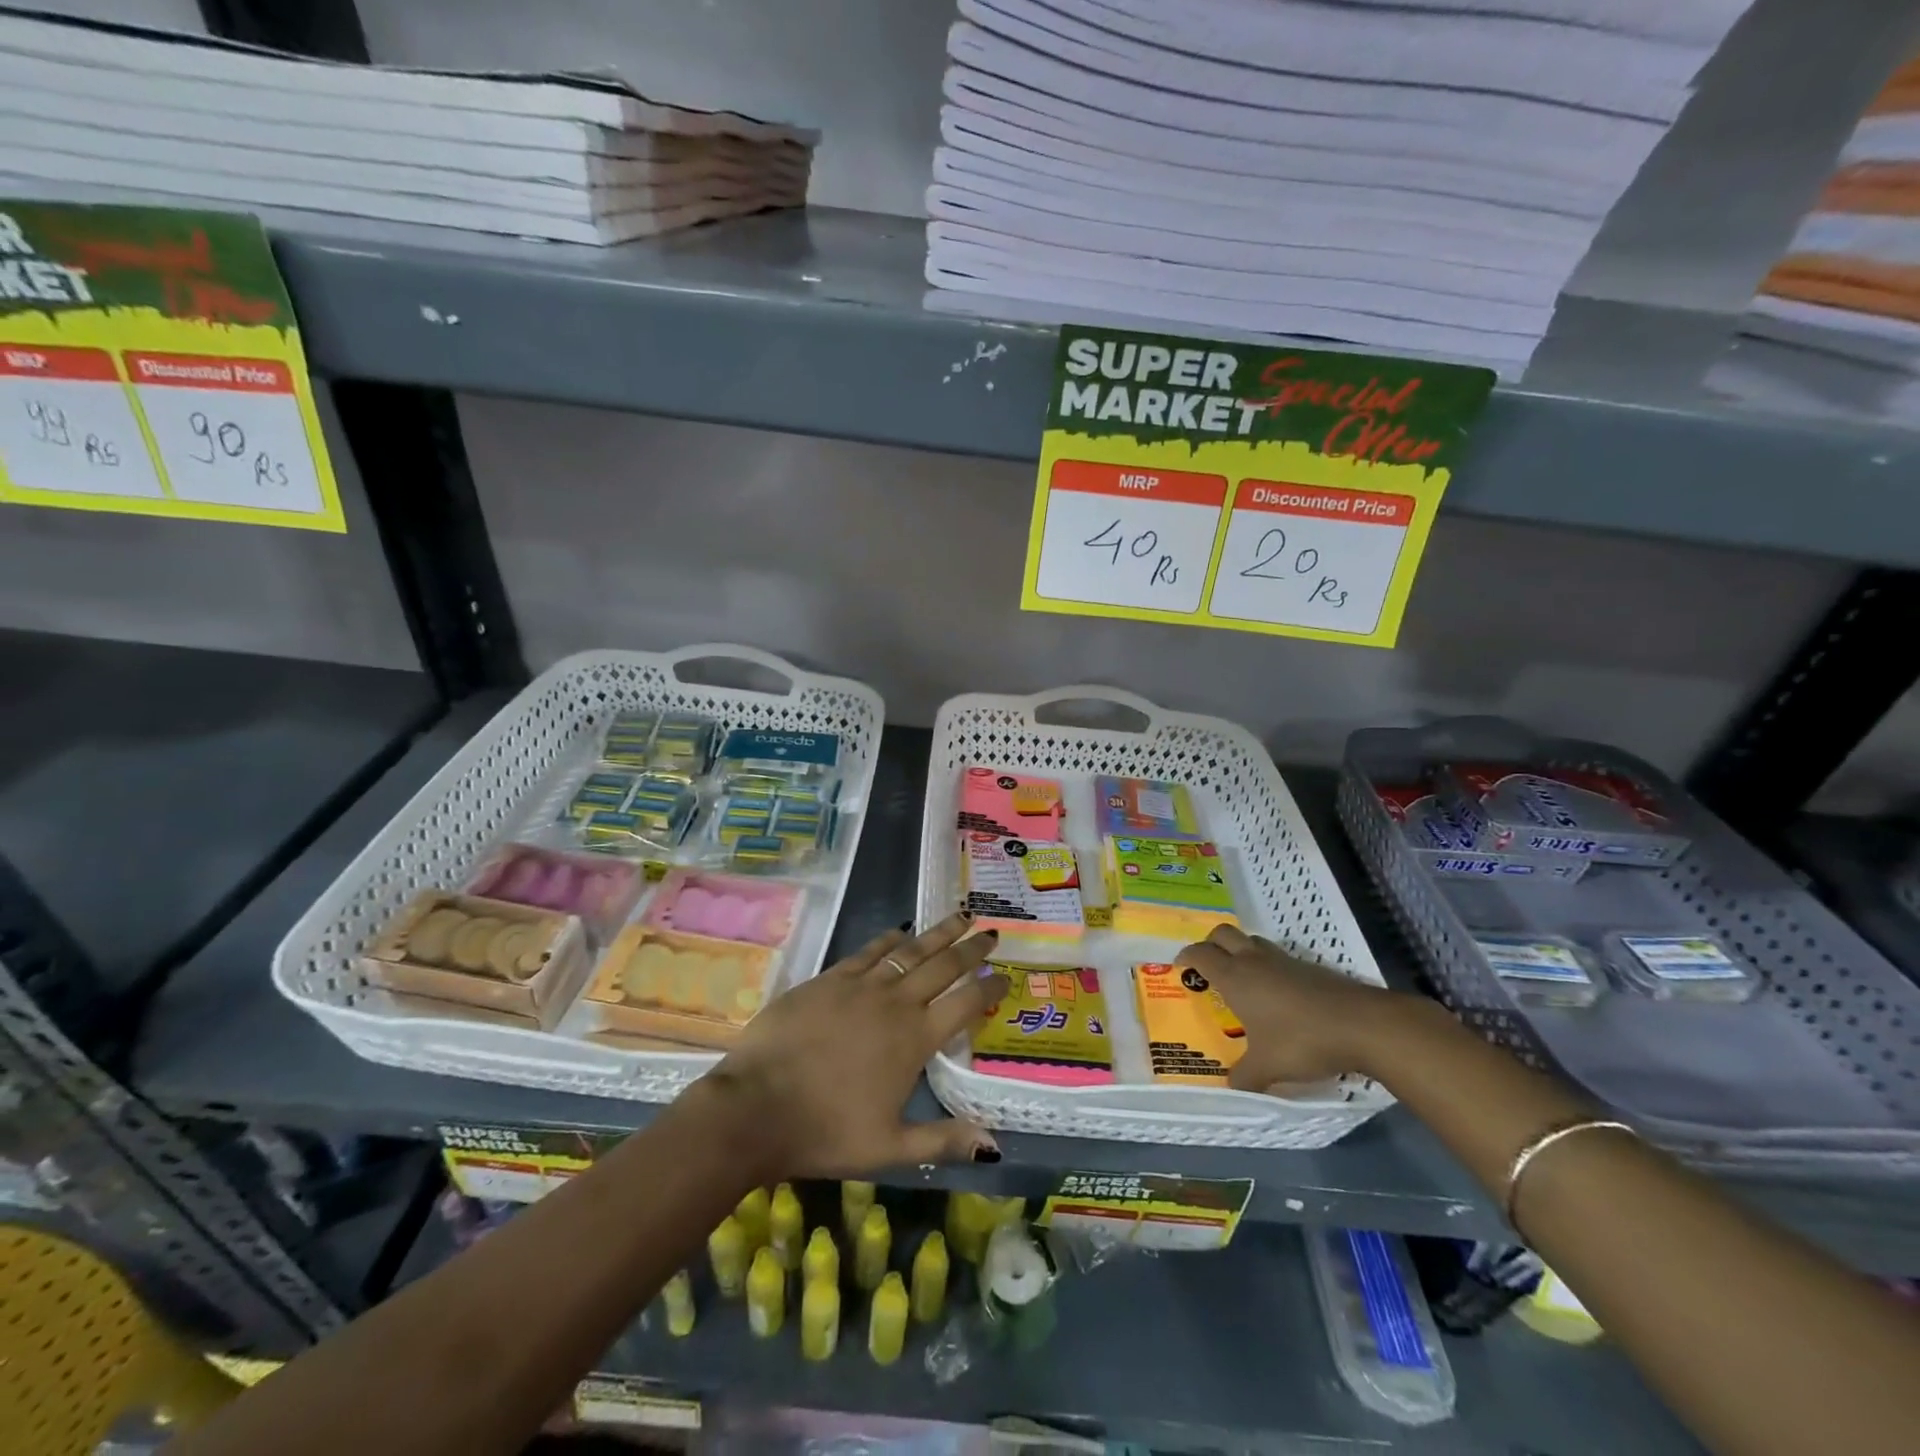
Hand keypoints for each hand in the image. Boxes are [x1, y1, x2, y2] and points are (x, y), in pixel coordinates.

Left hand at [706, 913, 1009, 1178]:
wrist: (756, 1106)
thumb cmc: (825, 1132)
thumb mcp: (890, 1148)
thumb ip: (943, 1140)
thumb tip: (994, 1144)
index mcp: (914, 1040)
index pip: (964, 1004)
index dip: (989, 988)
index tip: (1005, 977)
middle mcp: (895, 1004)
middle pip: (942, 966)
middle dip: (971, 948)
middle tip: (992, 933)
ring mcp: (860, 985)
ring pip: (909, 950)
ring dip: (937, 933)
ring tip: (960, 916)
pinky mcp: (829, 979)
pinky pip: (868, 951)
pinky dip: (889, 939)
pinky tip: (900, 931)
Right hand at [1175, 923, 1399, 1090]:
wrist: (1363, 1025)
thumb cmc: (1302, 1041)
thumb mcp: (1267, 1068)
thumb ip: (1245, 1077)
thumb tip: (1231, 1087)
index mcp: (1235, 977)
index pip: (1201, 954)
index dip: (1187, 957)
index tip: (1180, 966)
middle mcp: (1254, 961)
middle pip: (1223, 933)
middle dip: (1210, 943)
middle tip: (1208, 965)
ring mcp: (1284, 961)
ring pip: (1252, 941)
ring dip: (1241, 950)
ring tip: (1241, 977)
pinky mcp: (1309, 967)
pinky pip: (1278, 957)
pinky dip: (1268, 966)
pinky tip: (1277, 993)